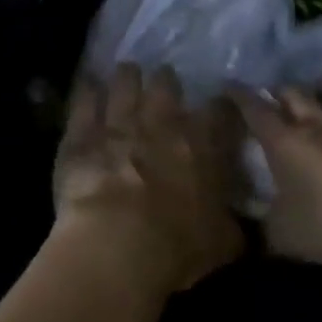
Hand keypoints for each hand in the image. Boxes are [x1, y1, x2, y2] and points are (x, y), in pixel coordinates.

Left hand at [52, 65, 245, 293]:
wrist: (117, 244)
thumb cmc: (178, 247)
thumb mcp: (224, 243)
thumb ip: (232, 222)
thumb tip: (238, 219)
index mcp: (201, 144)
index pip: (220, 111)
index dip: (221, 108)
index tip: (221, 110)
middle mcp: (161, 122)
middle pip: (166, 83)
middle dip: (166, 83)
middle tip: (165, 86)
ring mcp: (119, 122)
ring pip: (124, 82)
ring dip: (127, 77)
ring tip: (127, 74)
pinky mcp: (82, 132)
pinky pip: (84, 100)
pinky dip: (87, 91)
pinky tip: (88, 85)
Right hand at [238, 85, 321, 266]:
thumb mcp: (284, 238)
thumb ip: (258, 228)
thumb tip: (236, 227)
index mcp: (285, 141)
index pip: (254, 108)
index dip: (238, 94)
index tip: (228, 85)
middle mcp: (319, 121)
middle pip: (294, 91)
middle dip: (281, 91)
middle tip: (275, 97)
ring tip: (321, 92)